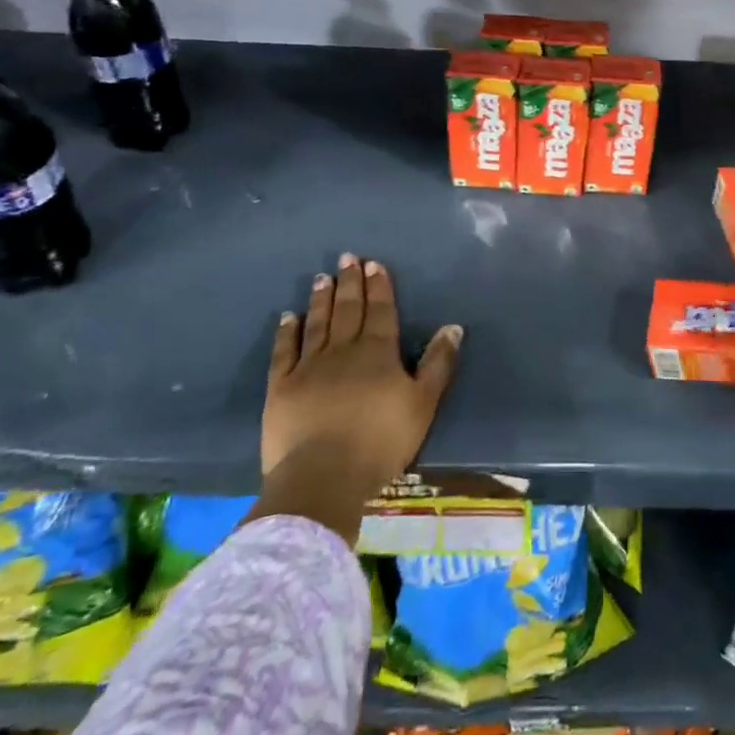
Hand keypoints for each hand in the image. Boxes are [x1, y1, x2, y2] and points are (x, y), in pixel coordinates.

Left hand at [259, 255, 462, 519]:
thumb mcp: (423, 404)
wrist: (323, 476)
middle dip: (349, 283)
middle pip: (348, 310)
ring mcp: (309, 367)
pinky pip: (284, 351)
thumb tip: (453, 327)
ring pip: (317, 324)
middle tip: (347, 258)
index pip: (380, 310)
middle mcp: (343, 350)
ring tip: (323, 277)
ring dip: (321, 299)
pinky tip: (288, 316)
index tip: (373, 264)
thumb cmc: (381, 441)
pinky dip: (287, 332)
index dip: (378, 286)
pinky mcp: (281, 387)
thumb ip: (438, 364)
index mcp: (378, 352)